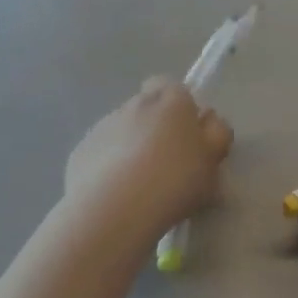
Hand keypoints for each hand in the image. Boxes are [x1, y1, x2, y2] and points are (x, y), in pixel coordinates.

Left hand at [65, 78, 232, 240]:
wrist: (114, 210)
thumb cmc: (174, 181)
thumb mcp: (212, 163)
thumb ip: (216, 136)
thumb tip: (209, 123)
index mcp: (172, 101)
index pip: (174, 87)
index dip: (180, 108)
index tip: (187, 136)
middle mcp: (135, 104)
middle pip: (147, 107)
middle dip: (156, 128)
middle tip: (167, 163)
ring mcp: (104, 126)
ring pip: (123, 130)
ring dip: (131, 147)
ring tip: (140, 185)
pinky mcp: (81, 151)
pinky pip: (101, 153)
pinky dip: (108, 166)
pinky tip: (117, 195)